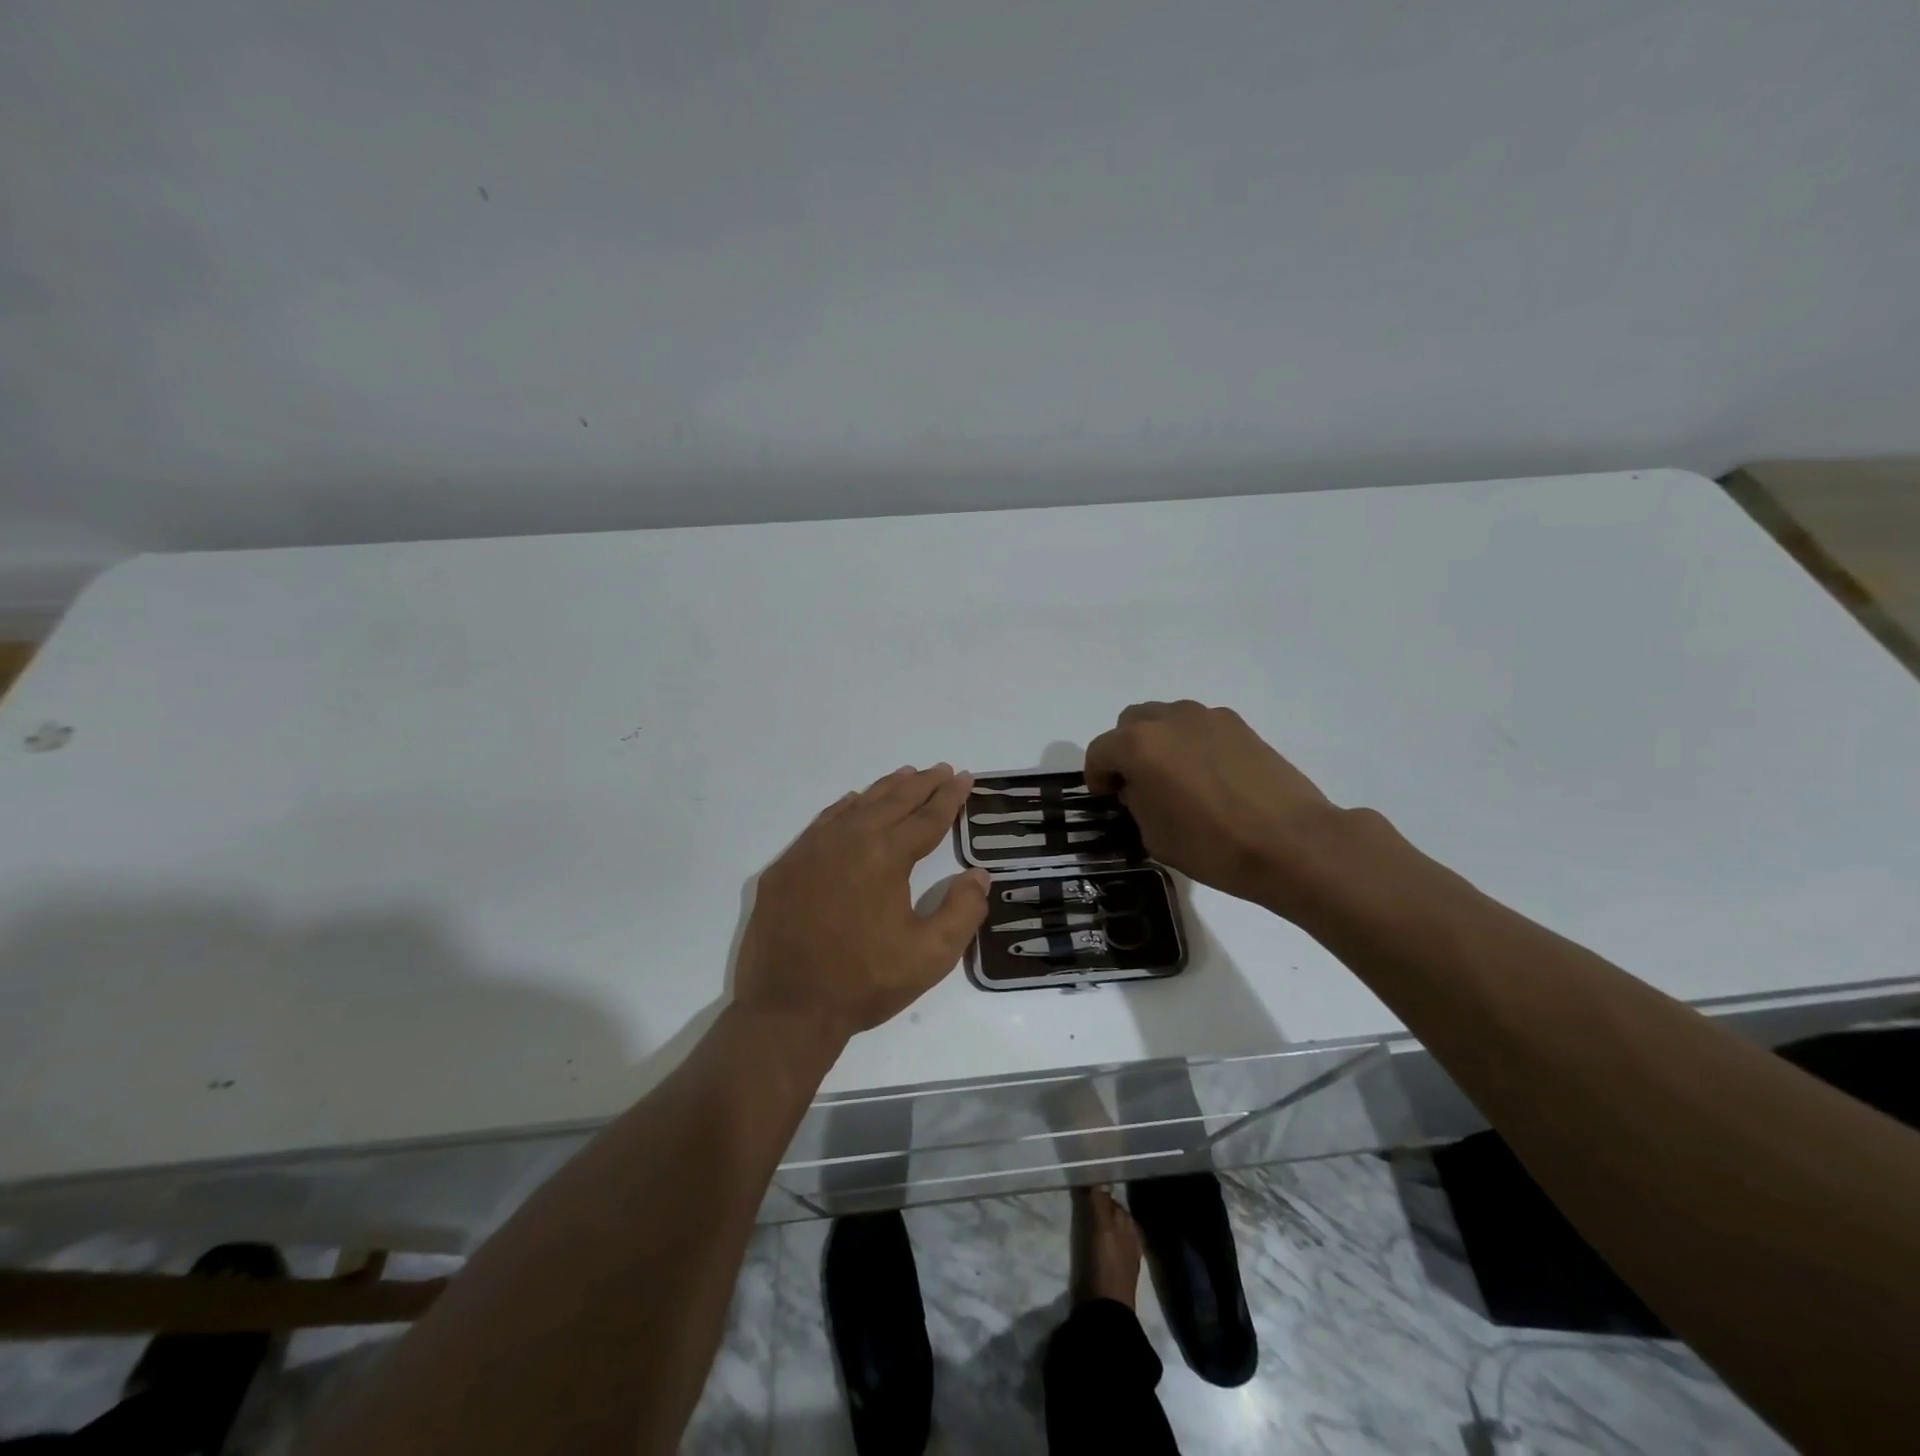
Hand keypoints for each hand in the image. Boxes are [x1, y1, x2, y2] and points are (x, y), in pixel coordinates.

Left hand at [735, 765, 989, 1042]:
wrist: (788, 1008)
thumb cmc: (864, 982)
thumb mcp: (930, 956)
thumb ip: (962, 911)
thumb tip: (978, 875)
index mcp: (885, 856)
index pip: (926, 818)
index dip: (949, 798)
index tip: (964, 777)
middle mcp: (848, 840)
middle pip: (892, 802)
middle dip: (921, 784)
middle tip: (941, 769)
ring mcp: (811, 850)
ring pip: (856, 806)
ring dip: (885, 790)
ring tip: (906, 775)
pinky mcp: (786, 866)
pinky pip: (823, 822)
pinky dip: (845, 807)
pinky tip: (854, 803)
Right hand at [1085, 701, 1345, 911]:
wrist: (1292, 843)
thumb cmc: (1213, 846)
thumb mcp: (1154, 835)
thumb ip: (1136, 802)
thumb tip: (1139, 788)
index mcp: (1139, 746)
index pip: (1099, 752)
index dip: (1097, 777)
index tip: (1108, 799)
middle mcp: (1169, 719)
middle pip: (1130, 723)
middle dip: (1126, 751)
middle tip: (1138, 785)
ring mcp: (1207, 717)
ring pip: (1166, 719)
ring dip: (1159, 742)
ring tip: (1176, 778)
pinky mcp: (1239, 725)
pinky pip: (1198, 726)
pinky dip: (1191, 743)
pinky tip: (1209, 777)